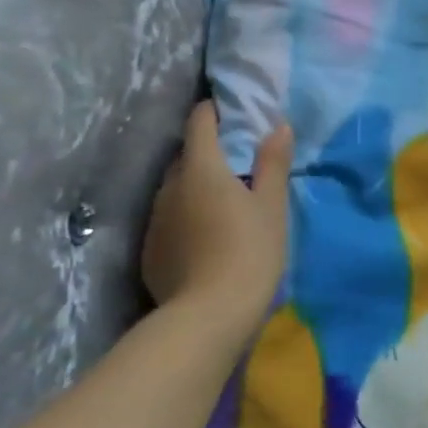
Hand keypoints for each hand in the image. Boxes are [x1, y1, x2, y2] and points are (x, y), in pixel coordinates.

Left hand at [141, 101, 292, 325]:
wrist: (208, 316)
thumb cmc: (250, 251)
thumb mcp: (272, 205)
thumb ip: (273, 163)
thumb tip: (278, 125)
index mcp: (201, 168)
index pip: (200, 122)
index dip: (214, 111)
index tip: (231, 112)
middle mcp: (170, 186)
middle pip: (186, 156)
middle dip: (207, 152)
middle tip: (238, 162)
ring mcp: (155, 219)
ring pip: (175, 189)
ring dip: (195, 186)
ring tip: (223, 202)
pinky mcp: (149, 250)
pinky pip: (169, 219)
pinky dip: (186, 216)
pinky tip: (206, 237)